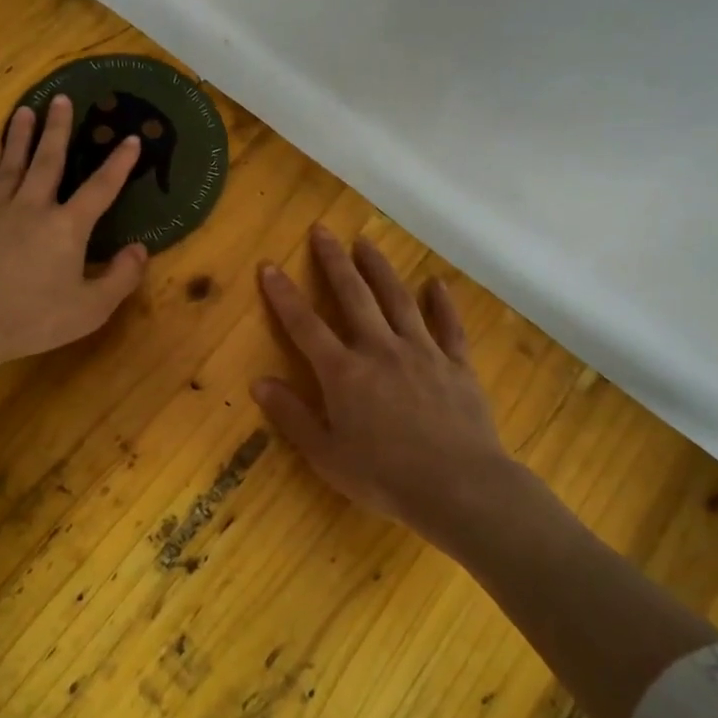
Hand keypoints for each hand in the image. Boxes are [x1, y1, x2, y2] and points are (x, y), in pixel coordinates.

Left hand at [0, 96, 148, 411]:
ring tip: (27, 110)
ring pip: (12, 163)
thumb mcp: (89, 310)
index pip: (100, 188)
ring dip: (21, 135)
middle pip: (49, 160)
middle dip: (59, 129)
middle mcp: (32, 207)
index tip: (131, 139)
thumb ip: (120, 279)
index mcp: (67, 228)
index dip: (119, 164)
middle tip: (62, 100)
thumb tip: (140, 249)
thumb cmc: (31, 320)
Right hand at [252, 226, 515, 543]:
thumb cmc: (384, 477)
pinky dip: (441, 303)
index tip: (269, 265)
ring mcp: (422, 352)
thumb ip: (292, 416)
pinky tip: (435, 284)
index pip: (305, 325)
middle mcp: (380, 350)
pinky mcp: (456, 365)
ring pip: (397, 300)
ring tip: (366, 242)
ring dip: (379, 269)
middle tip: (322, 230)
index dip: (284, 294)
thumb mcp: (326, 455)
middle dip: (334, 262)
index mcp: (343, 373)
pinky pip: (448, 326)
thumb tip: (259, 382)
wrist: (459, 487)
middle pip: (353, 296)